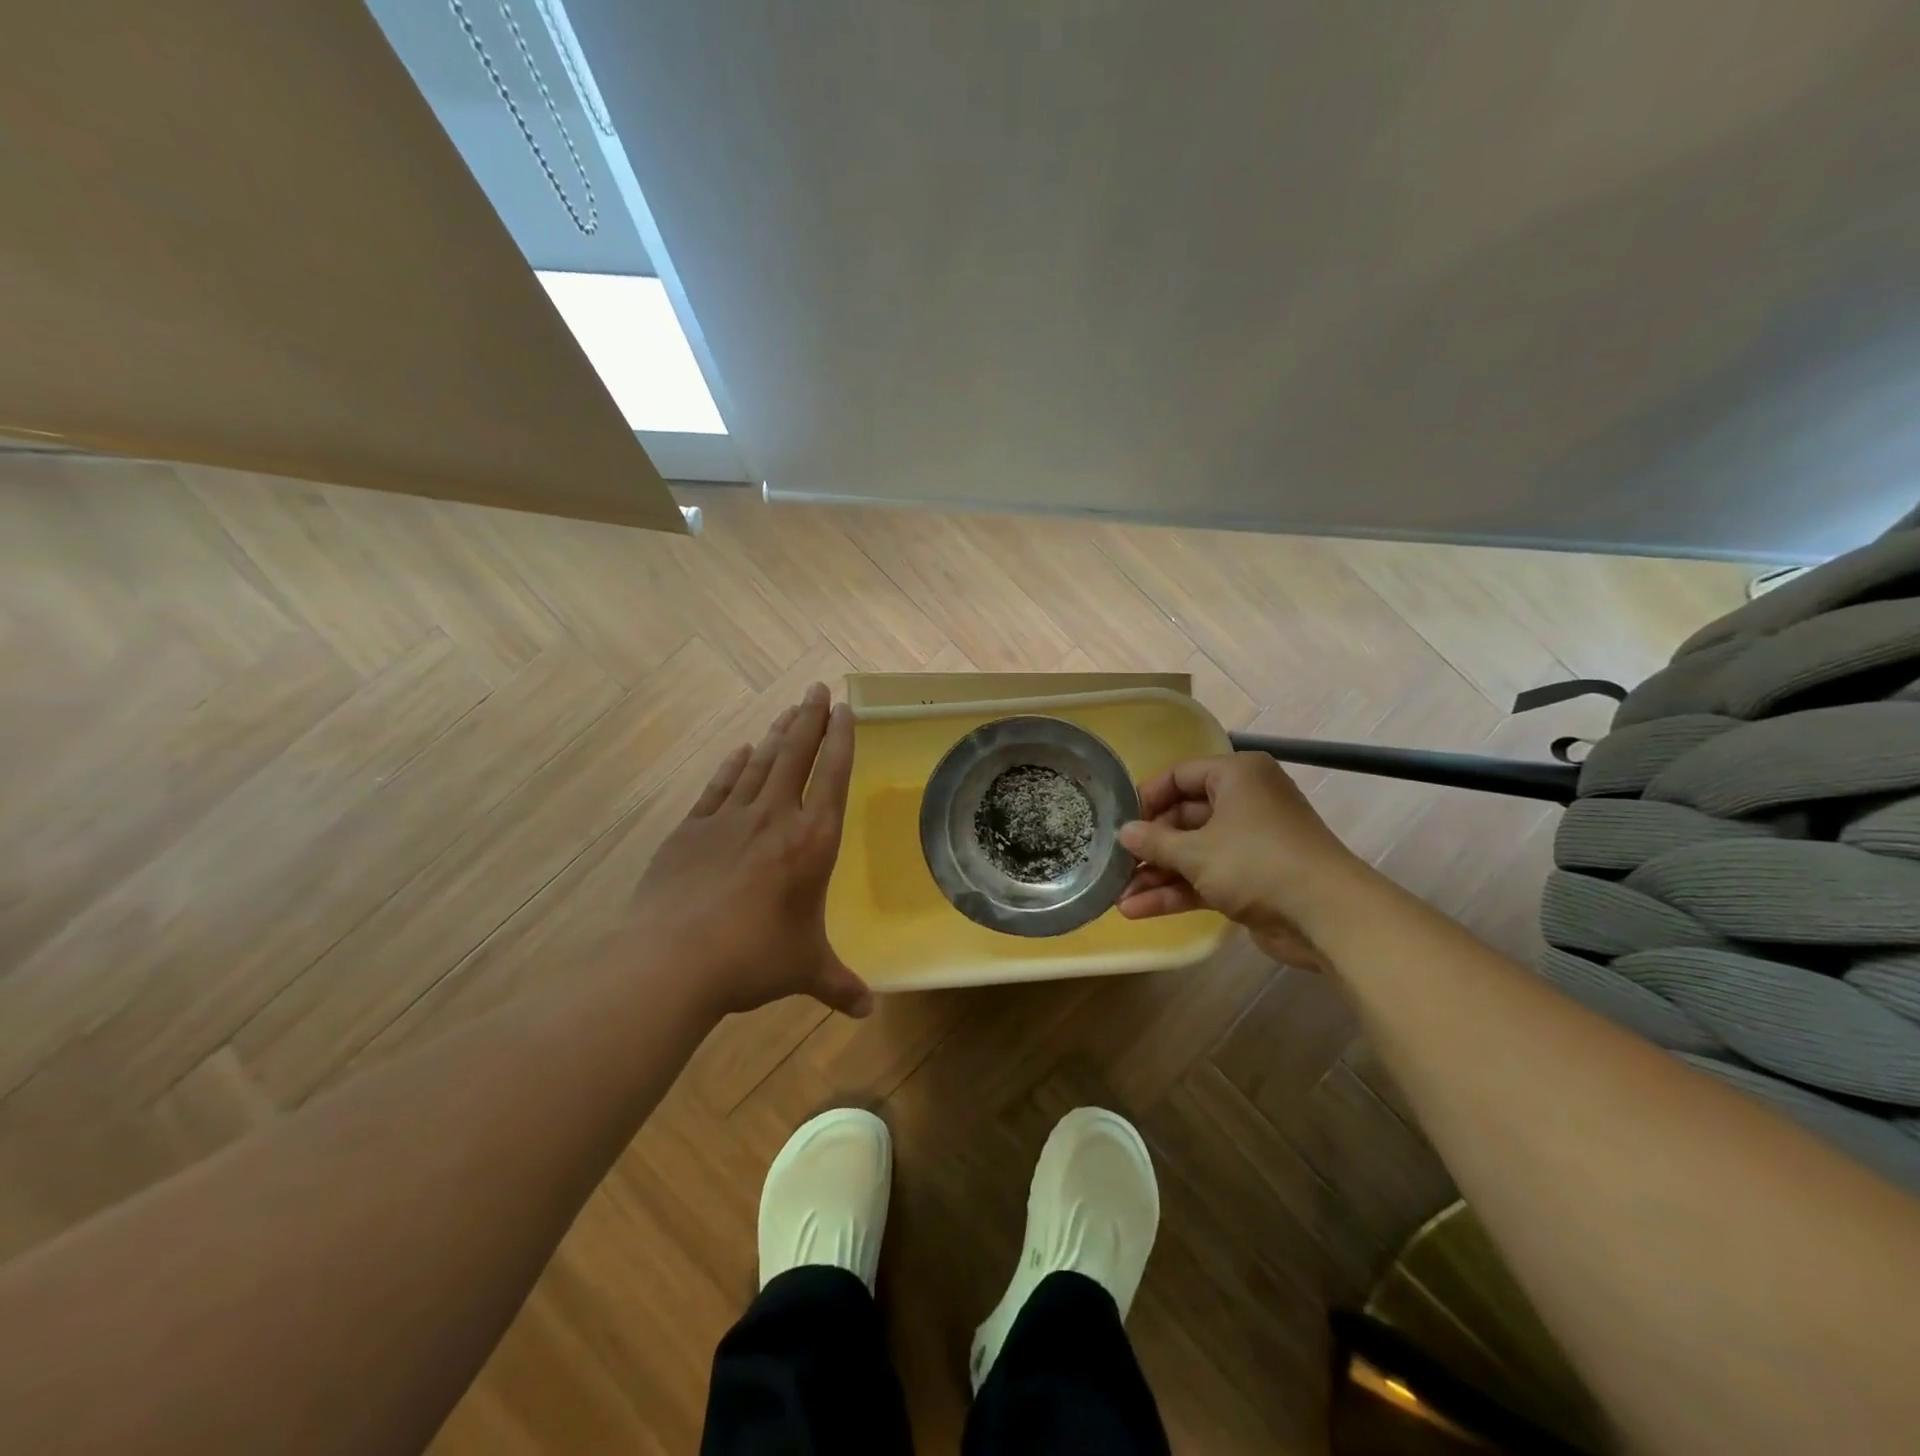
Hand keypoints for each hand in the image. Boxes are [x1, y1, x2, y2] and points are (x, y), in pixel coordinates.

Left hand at [626, 682, 871, 1019]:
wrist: (672, 959)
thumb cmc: (753, 958)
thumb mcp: (804, 969)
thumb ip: (838, 985)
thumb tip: (868, 1011)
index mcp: (812, 842)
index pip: (833, 777)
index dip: (841, 740)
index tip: (844, 708)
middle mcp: (775, 818)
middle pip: (796, 755)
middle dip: (809, 719)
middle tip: (816, 690)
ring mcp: (729, 819)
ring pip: (760, 763)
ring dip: (776, 734)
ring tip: (789, 710)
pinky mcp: (692, 829)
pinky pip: (719, 786)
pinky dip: (732, 764)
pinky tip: (741, 750)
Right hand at [1116, 752, 1373, 966]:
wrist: (1327, 916)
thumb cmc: (1257, 863)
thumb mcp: (1196, 851)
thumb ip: (1155, 842)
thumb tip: (1125, 834)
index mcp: (1237, 776)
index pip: (1181, 775)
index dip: (1148, 798)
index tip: (1121, 822)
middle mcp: (1244, 802)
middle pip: (1184, 818)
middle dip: (1149, 847)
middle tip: (1115, 864)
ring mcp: (1249, 843)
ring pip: (1193, 853)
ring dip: (1157, 875)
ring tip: (1119, 897)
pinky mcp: (1252, 879)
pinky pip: (1206, 877)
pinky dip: (1177, 891)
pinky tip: (1140, 910)